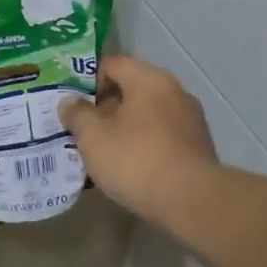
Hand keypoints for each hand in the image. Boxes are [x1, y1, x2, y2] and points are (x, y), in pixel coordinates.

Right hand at [59, 54, 218, 223]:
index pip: (112, 64)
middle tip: (81, 128)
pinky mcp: (197, 146)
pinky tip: (127, 167)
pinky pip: (161, 135)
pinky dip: (142, 144)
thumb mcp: (93, 137)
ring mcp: (190, 119)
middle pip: (131, 89)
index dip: (87, 80)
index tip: (71, 103)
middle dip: (104, 107)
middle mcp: (174, 91)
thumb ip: (77, 114)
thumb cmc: (136, 160)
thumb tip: (69, 102)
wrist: (192, 202)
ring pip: (146, 114)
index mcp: (149, 80)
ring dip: (123, 128)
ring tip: (101, 151)